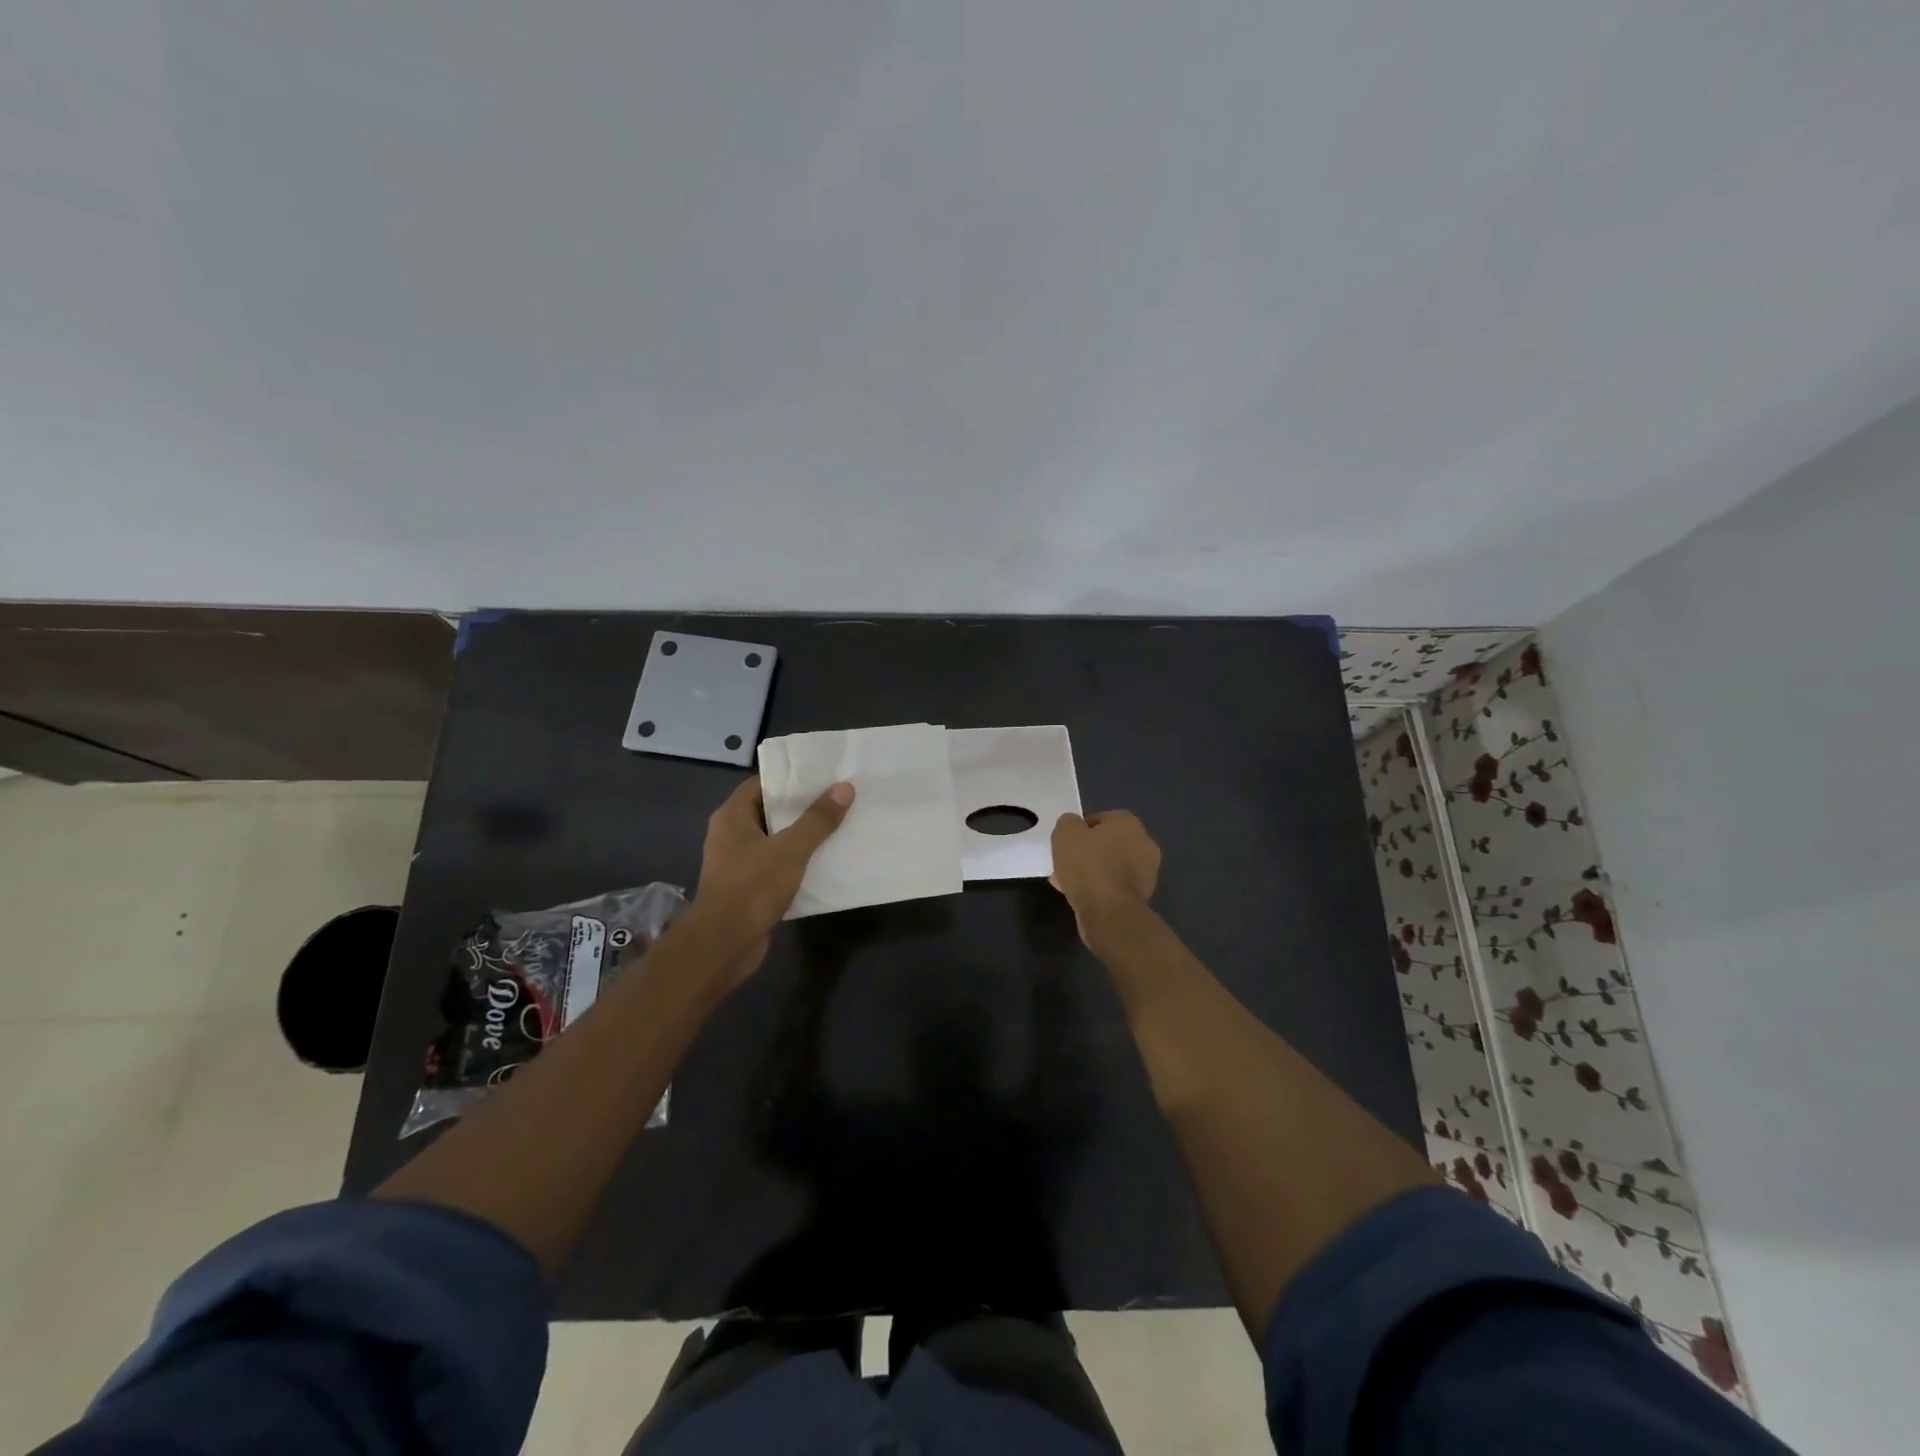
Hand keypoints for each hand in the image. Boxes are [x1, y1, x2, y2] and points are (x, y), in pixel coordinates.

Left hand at [687, 776, 853, 981]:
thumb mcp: (791, 849)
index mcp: (732, 816)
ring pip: (775, 841)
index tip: (823, 775)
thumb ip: (818, 819)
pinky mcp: (748, 887)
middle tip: (838, 799)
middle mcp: (731, 834)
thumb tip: (844, 788)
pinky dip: (797, 863)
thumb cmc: (752, 886)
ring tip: (838, 827)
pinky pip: (776, 866)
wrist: (724, 944)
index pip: (762, 783)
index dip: (791, 778)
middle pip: (771, 811)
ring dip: (802, 837)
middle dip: (802, 807)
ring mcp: (738, 863)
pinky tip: (825, 862)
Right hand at [1050, 810, 1160, 946]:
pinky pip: (1114, 887)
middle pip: (1108, 844)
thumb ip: (1068, 823)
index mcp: (1129, 823)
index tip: (1066, 843)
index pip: (1101, 819)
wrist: (1109, 913)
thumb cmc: (1088, 865)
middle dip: (1088, 852)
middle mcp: (1144, 844)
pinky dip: (1099, 889)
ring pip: (1111, 867)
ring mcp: (1146, 873)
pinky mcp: (1141, 898)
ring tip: (1067, 882)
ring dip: (1092, 872)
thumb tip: (1073, 827)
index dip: (1080, 830)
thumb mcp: (1066, 833)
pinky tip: (1079, 896)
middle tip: (1067, 862)